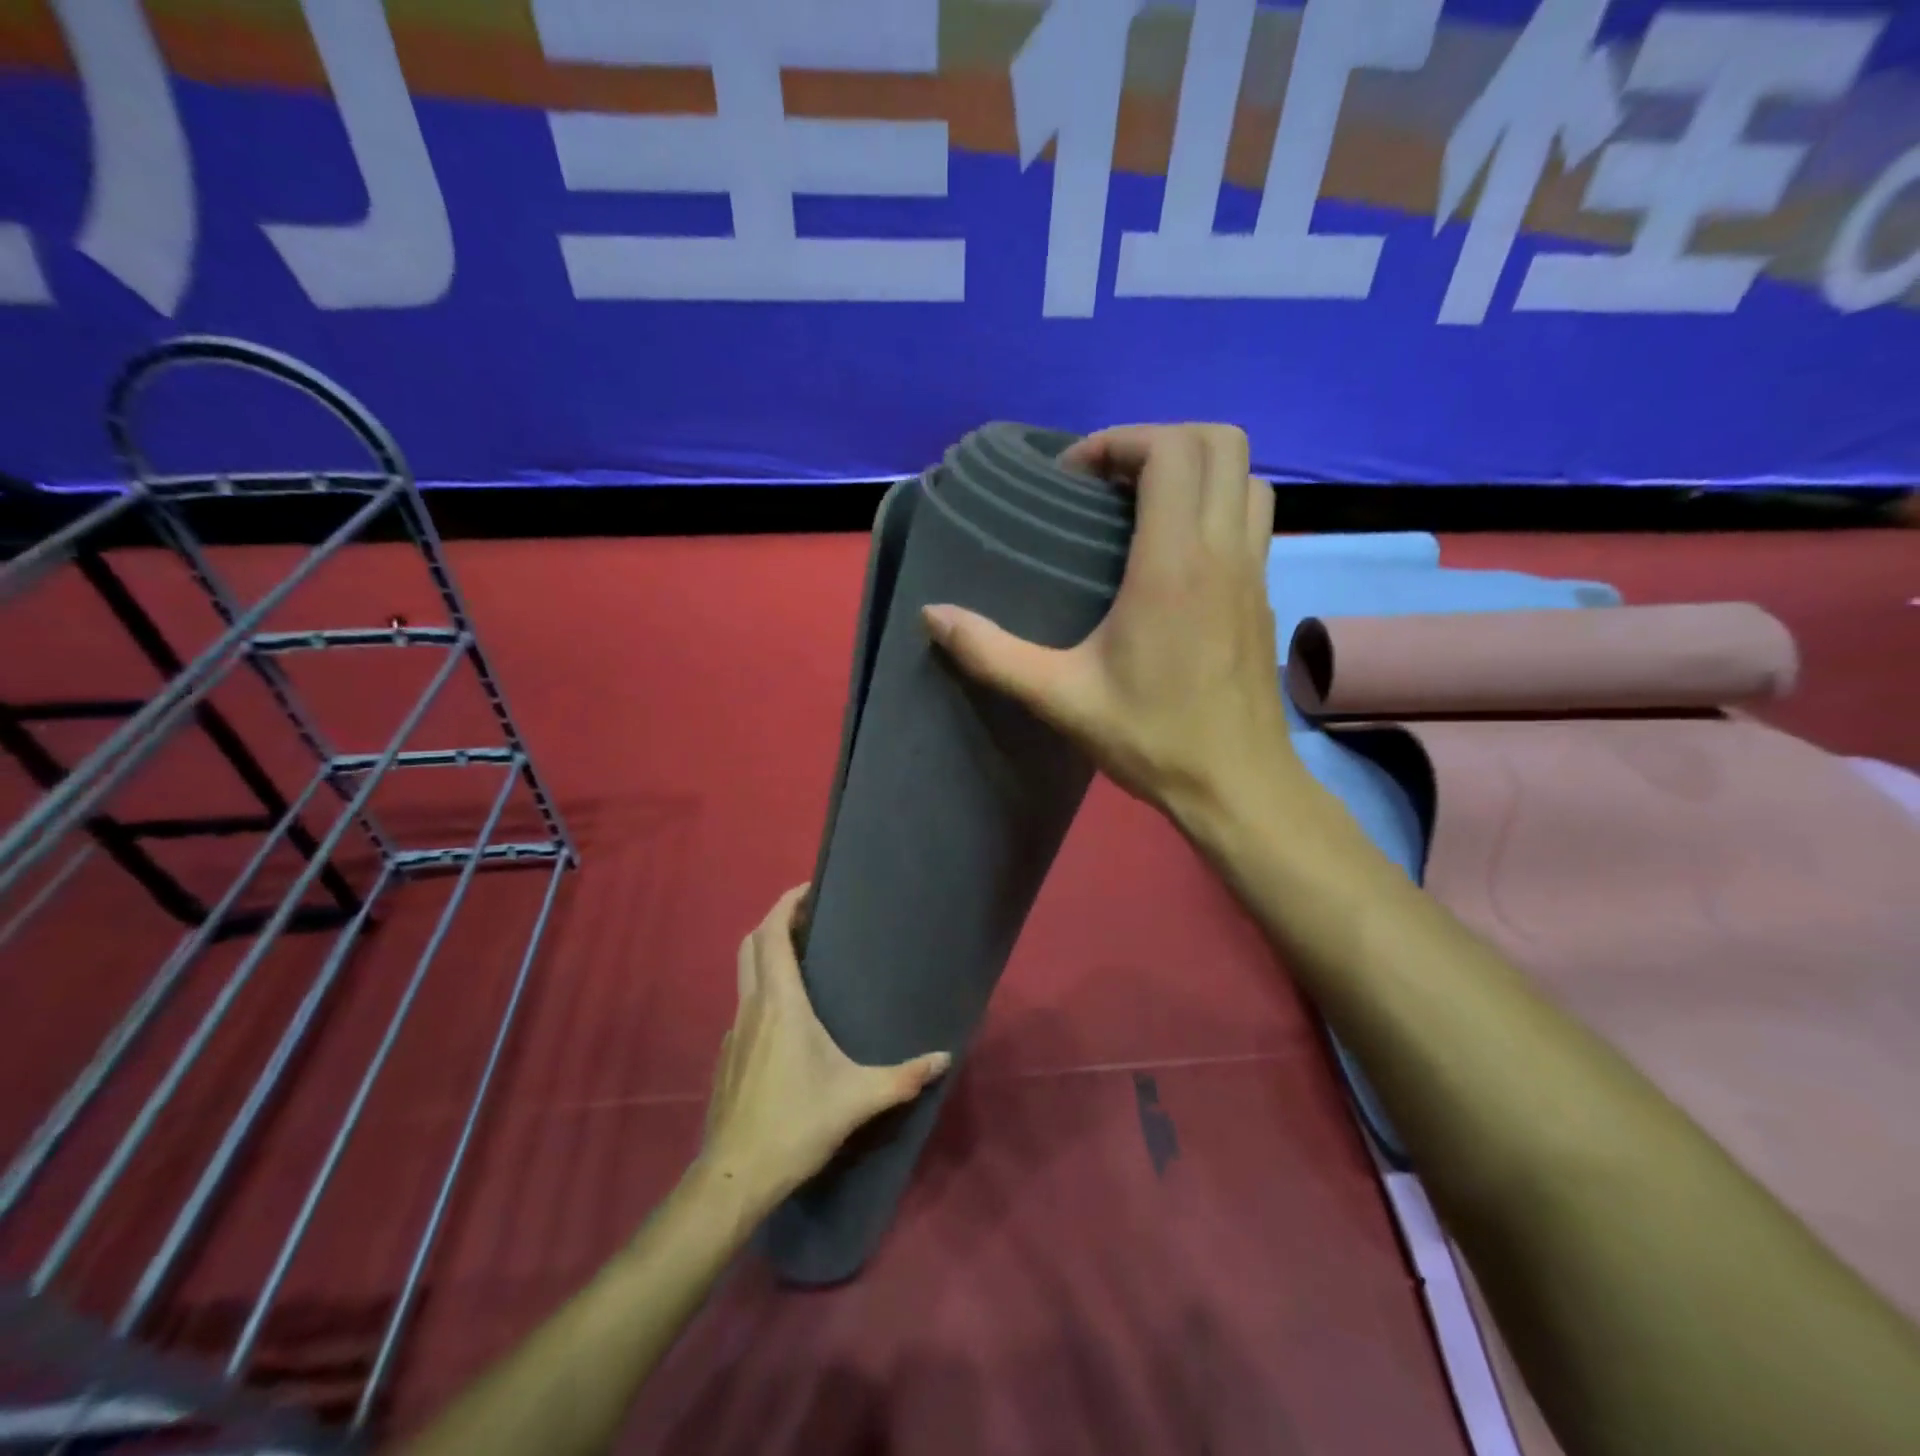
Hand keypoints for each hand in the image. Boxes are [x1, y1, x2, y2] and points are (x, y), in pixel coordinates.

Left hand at [699, 885, 950, 1208]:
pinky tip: (787, 1019)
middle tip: (809, 919)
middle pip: (752, 943)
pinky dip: (762, 989)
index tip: (810, 889)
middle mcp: (753, 1006)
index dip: (786, 903)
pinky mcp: (727, 1054)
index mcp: (781, 1004)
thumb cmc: (796, 1124)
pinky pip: (744, 1004)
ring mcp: (734, 1030)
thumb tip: (944, 1057)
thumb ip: (904, 1077)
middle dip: (776, 921)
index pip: (773, 934)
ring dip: (768, 954)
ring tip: (803, 960)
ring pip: (745, 972)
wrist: (734, 1177)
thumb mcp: (858, 1099)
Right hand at [923, 423, 1294, 828]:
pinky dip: (1216, 502)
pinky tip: (1174, 550)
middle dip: (1158, 440)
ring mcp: (1254, 570)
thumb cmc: (1152, 738)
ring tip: (1143, 504)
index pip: (1170, 451)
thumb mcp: (1059, 698)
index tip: (1074, 478)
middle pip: (1219, 442)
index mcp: (1174, 564)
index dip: (1119, 442)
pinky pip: (1252, 515)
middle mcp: (1224, 551)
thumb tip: (932, 616)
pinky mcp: (1263, 594)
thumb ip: (992, 653)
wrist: (1237, 786)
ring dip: (1195, 467)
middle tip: (1108, 481)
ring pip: (1245, 475)